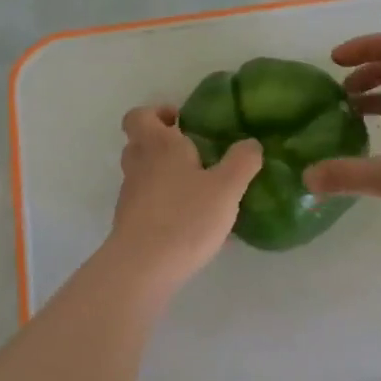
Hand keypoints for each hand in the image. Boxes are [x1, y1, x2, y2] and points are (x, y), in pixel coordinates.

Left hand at [108, 105, 262, 290]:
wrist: (143, 267)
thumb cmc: (186, 217)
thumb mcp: (227, 188)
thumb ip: (242, 162)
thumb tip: (250, 144)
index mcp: (159, 146)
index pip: (140, 116)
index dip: (157, 113)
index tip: (180, 121)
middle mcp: (139, 165)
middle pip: (140, 143)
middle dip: (164, 144)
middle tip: (194, 153)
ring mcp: (130, 196)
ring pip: (144, 174)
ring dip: (165, 176)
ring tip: (199, 190)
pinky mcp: (130, 223)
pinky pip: (148, 204)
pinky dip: (166, 205)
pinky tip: (193, 223)